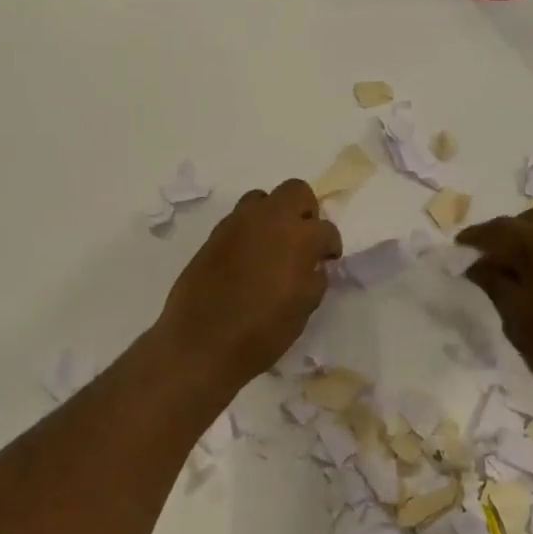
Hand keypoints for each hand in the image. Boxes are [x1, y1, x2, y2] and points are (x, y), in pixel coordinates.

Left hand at [156, 179, 342, 387]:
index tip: (327, 260)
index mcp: (299, 237)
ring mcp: (238, 222)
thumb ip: (314, 277)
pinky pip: (239, 219)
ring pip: (263, 199)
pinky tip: (249, 258)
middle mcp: (269, 219)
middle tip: (304, 240)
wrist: (202, 342)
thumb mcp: (304, 308)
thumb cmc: (262, 331)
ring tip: (273, 245)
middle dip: (306, 212)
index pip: (326, 229)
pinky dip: (250, 230)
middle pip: (296, 192)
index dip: (330, 246)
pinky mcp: (215, 234)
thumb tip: (312, 264)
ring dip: (274, 215)